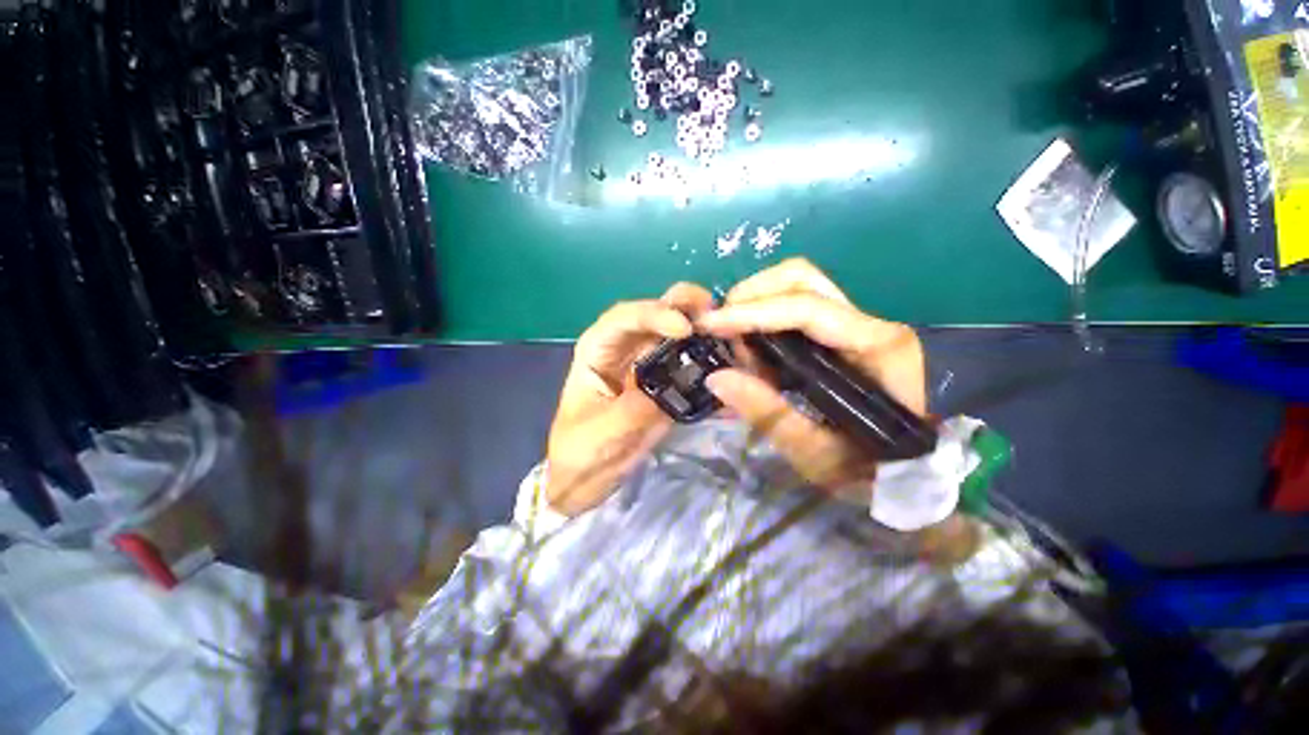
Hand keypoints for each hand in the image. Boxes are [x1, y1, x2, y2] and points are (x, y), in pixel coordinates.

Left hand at [545, 283, 715, 515]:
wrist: (588, 478)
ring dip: (702, 329)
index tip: (684, 329)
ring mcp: (648, 365)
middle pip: (654, 313)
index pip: (625, 318)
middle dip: (684, 305)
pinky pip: (688, 364)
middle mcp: (625, 348)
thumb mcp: (601, 433)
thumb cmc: (579, 451)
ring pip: (676, 335)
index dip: (654, 314)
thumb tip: (674, 391)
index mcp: (599, 349)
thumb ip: (635, 409)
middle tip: (715, 311)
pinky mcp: (666, 384)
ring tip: (731, 335)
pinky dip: (708, 360)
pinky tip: (730, 363)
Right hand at [697, 258, 926, 489]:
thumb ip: (770, 415)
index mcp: (875, 350)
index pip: (806, 310)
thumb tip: (717, 377)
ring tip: (733, 336)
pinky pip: (797, 305)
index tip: (710, 324)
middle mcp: (867, 324)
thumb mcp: (821, 455)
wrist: (919, 469)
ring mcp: (855, 324)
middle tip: (721, 327)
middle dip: (752, 295)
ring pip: (799, 284)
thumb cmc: (878, 468)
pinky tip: (751, 343)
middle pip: (802, 278)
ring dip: (757, 300)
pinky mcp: (842, 333)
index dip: (752, 313)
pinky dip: (766, 314)